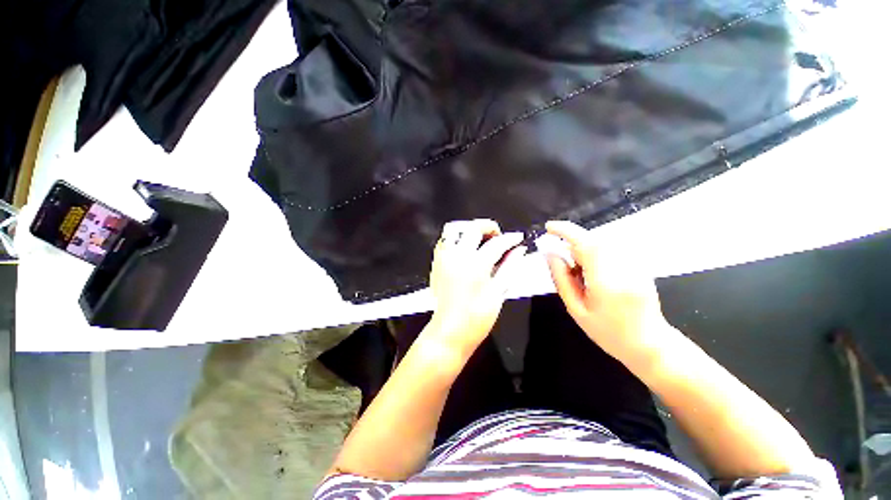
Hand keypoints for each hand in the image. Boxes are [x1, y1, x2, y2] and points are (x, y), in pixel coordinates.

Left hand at [424, 220, 525, 359]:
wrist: (449, 331)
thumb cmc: (477, 317)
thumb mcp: (498, 293)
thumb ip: (509, 267)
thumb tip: (520, 250)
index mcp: (476, 264)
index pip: (497, 243)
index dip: (510, 238)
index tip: (518, 237)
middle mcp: (458, 256)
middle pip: (473, 227)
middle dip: (489, 227)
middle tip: (499, 238)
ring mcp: (444, 258)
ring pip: (455, 229)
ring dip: (469, 230)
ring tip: (480, 240)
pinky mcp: (436, 263)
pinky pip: (444, 241)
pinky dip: (456, 238)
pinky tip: (465, 249)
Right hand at [544, 220, 676, 367]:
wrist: (649, 344)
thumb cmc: (607, 332)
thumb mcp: (575, 309)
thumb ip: (561, 279)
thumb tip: (550, 254)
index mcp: (606, 282)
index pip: (585, 244)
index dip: (565, 231)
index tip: (549, 228)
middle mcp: (624, 268)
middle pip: (593, 241)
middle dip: (572, 244)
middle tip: (564, 264)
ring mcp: (635, 265)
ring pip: (602, 243)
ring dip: (584, 250)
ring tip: (579, 273)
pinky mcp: (639, 265)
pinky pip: (612, 249)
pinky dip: (596, 254)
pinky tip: (594, 273)